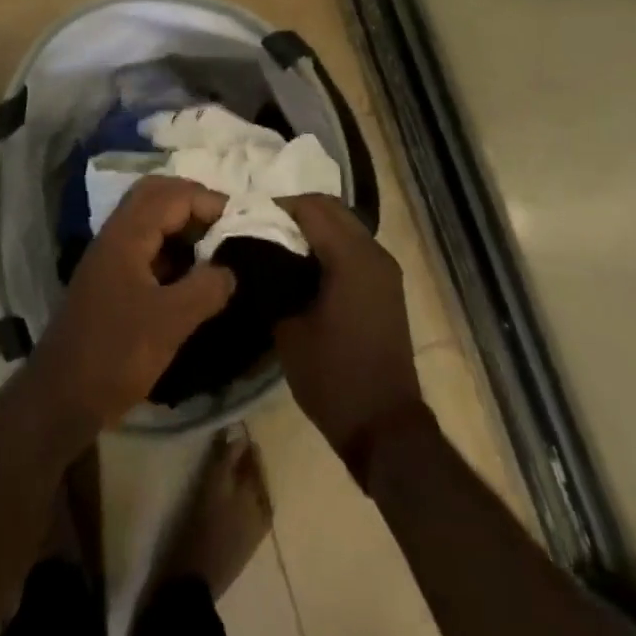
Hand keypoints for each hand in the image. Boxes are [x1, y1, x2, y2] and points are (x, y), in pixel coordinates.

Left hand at [26, 175, 236, 436]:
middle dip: (194, 201)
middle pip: (157, 194)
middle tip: (225, 224)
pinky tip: (191, 273)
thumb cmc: (115, 354)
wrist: (60, 399)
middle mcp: (116, 234)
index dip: (209, 202)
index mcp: (128, 234)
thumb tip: (230, 269)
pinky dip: (171, 247)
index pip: (174, 195)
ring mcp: (111, 256)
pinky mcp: (110, 279)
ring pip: (149, 218)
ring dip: (181, 223)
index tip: (241, 223)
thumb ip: (206, 288)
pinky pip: (145, 244)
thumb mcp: (170, 323)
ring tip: (215, 246)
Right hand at [273, 195, 426, 471]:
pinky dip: (330, 244)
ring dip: (314, 227)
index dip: (277, 207)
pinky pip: (355, 246)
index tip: (248, 217)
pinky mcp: (386, 284)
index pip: (311, 208)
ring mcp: (385, 268)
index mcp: (351, 257)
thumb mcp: (290, 330)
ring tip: (279, 244)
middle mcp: (374, 252)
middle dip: (296, 211)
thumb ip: (274, 282)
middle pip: (331, 209)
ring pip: (345, 225)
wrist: (385, 427)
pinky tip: (305, 265)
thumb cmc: (334, 378)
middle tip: (262, 227)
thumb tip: (257, 258)